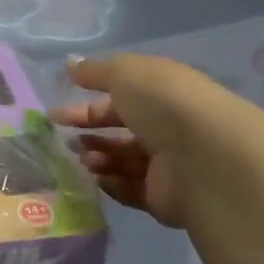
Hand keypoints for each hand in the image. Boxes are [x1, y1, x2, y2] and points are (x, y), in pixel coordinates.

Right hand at [48, 55, 219, 227]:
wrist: (206, 158)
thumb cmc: (164, 104)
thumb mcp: (125, 73)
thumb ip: (95, 71)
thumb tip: (70, 65)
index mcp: (163, 94)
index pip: (120, 98)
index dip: (87, 104)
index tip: (56, 113)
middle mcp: (168, 128)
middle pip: (120, 130)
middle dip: (89, 131)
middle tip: (63, 138)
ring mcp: (169, 165)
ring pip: (123, 160)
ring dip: (98, 156)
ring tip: (83, 157)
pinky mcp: (166, 198)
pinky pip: (130, 189)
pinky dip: (110, 183)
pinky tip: (96, 177)